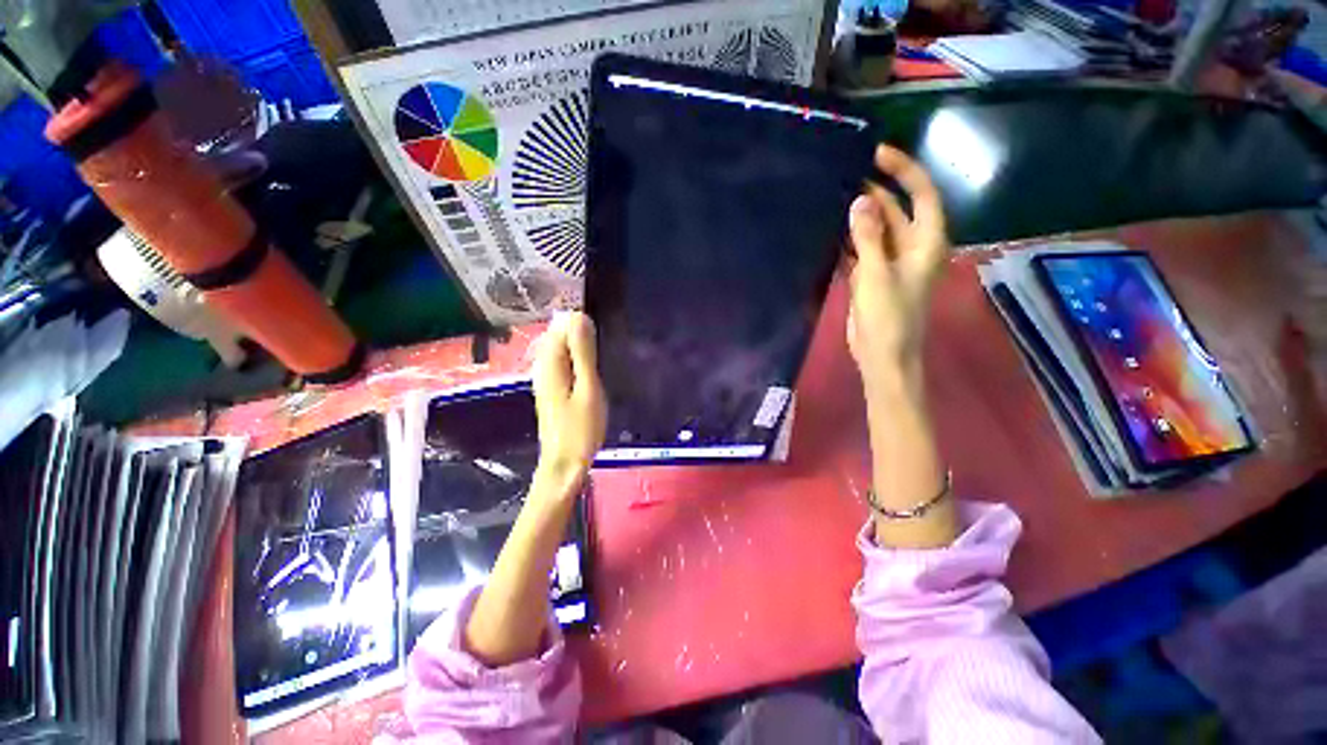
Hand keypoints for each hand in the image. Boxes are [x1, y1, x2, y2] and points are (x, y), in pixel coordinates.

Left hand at [532, 311, 607, 489]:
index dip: (581, 324)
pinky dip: (578, 362)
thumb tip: (579, 316)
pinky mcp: (552, 388)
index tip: (600, 340)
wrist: (564, 464)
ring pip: (562, 350)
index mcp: (549, 363)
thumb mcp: (588, 388)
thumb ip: (583, 353)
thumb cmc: (580, 428)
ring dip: (581, 350)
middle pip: (559, 336)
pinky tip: (591, 375)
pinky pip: (564, 363)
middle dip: (581, 336)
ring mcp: (545, 378)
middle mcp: (542, 366)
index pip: (560, 325)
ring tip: (599, 366)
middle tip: (602, 356)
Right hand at [846, 146, 948, 389]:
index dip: (903, 170)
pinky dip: (847, 240)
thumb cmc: (888, 316)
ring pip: (875, 230)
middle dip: (873, 192)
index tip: (876, 154)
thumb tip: (858, 200)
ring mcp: (889, 262)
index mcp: (926, 242)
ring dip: (857, 216)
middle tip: (841, 176)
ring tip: (831, 197)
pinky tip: (828, 229)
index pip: (922, 194)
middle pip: (895, 210)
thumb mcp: (877, 274)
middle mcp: (911, 246)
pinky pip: (860, 249)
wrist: (881, 354)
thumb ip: (868, 237)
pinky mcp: (871, 276)